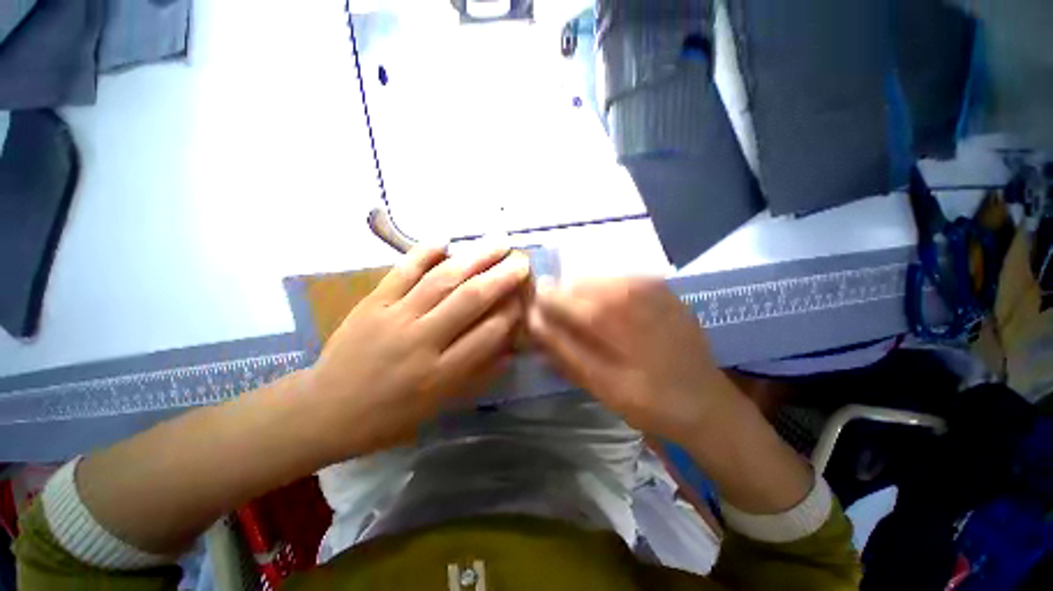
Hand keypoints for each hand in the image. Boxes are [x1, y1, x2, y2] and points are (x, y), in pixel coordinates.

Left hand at [307, 245, 530, 457]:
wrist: (323, 410)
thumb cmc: (388, 416)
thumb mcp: (438, 406)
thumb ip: (476, 375)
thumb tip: (509, 349)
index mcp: (440, 374)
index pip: (488, 334)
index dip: (512, 312)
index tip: (525, 298)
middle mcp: (422, 340)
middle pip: (470, 300)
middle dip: (502, 277)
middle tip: (522, 260)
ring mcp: (394, 317)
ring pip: (442, 280)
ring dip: (474, 258)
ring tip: (497, 243)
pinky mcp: (372, 303)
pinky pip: (402, 272)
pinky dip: (424, 253)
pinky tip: (445, 241)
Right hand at [527, 277, 738, 446]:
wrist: (706, 403)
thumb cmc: (649, 401)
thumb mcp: (598, 384)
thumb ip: (562, 349)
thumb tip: (533, 322)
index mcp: (611, 314)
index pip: (561, 297)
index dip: (544, 303)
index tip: (535, 312)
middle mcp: (629, 289)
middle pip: (579, 283)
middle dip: (563, 299)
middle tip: (560, 322)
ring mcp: (650, 285)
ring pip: (599, 279)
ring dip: (584, 296)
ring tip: (584, 321)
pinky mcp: (662, 288)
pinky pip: (621, 282)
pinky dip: (606, 294)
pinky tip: (611, 315)